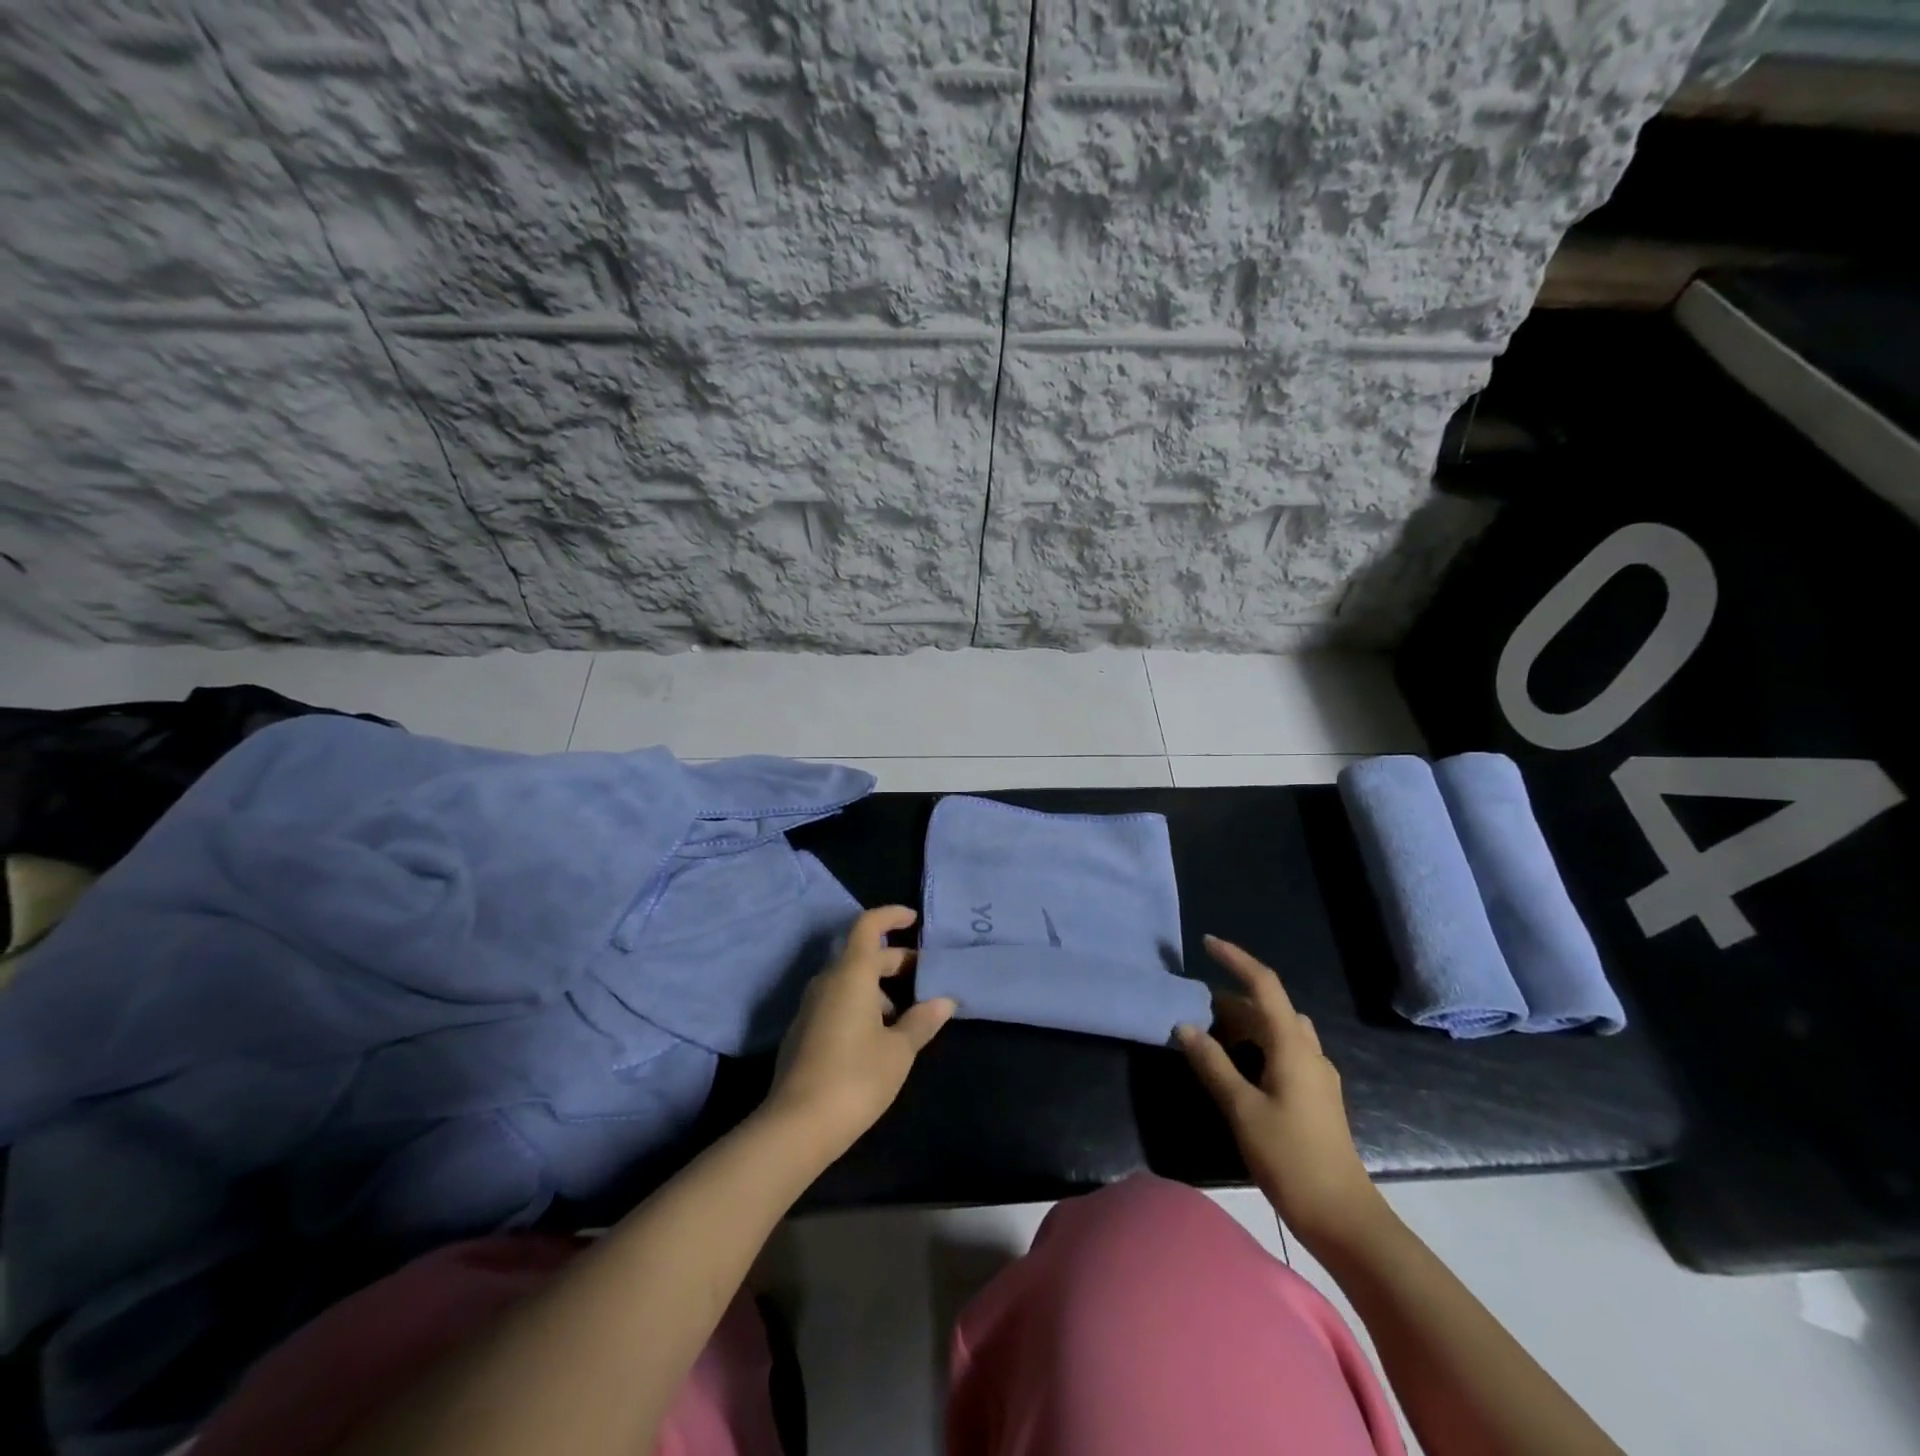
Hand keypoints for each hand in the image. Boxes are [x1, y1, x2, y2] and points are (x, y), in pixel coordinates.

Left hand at [766, 906, 955, 1157]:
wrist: (796, 1126)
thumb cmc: (855, 1077)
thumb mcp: (899, 1050)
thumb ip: (922, 1020)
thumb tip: (945, 1000)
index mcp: (851, 974)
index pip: (868, 926)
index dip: (891, 916)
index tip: (914, 920)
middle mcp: (827, 982)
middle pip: (862, 955)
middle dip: (894, 960)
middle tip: (924, 976)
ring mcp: (810, 1007)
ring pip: (849, 981)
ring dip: (878, 988)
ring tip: (906, 1015)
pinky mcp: (803, 1032)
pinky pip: (837, 1002)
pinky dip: (861, 1005)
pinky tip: (878, 1037)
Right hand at [1177, 936, 1382, 1245]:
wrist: (1343, 1217)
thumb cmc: (1291, 1157)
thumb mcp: (1242, 1109)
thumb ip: (1213, 1064)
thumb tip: (1184, 1026)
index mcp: (1292, 1046)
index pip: (1264, 984)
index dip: (1236, 959)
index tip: (1207, 943)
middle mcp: (1308, 1051)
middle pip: (1269, 1007)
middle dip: (1232, 999)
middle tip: (1195, 1007)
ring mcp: (1316, 1074)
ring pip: (1277, 1030)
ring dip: (1245, 1023)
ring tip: (1210, 1034)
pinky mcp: (1315, 1095)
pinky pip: (1283, 1051)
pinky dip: (1256, 1045)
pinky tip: (1236, 1067)